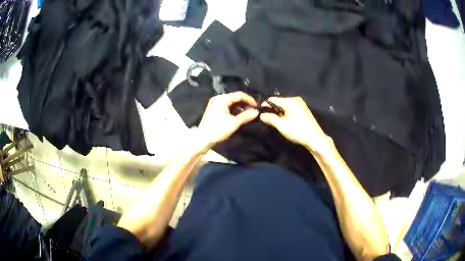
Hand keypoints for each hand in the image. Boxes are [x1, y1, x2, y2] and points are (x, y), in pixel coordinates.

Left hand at [198, 92, 258, 146]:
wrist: (202, 139)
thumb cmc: (217, 130)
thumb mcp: (233, 123)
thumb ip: (245, 116)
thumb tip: (257, 112)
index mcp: (221, 99)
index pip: (239, 95)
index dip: (249, 99)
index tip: (257, 106)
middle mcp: (218, 99)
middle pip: (235, 97)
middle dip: (245, 103)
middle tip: (253, 110)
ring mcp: (215, 104)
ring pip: (231, 102)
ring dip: (240, 107)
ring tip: (248, 114)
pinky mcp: (214, 110)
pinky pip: (227, 106)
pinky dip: (234, 109)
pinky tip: (239, 115)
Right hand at [260, 97, 332, 153]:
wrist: (315, 138)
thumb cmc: (297, 131)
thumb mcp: (281, 126)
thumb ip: (270, 118)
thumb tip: (261, 115)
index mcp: (289, 101)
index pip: (273, 99)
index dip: (265, 105)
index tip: (260, 113)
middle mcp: (295, 99)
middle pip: (279, 101)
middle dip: (273, 109)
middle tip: (270, 120)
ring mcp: (301, 103)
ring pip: (285, 105)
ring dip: (280, 112)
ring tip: (278, 122)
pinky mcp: (304, 109)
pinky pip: (291, 107)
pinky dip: (287, 113)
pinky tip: (287, 121)